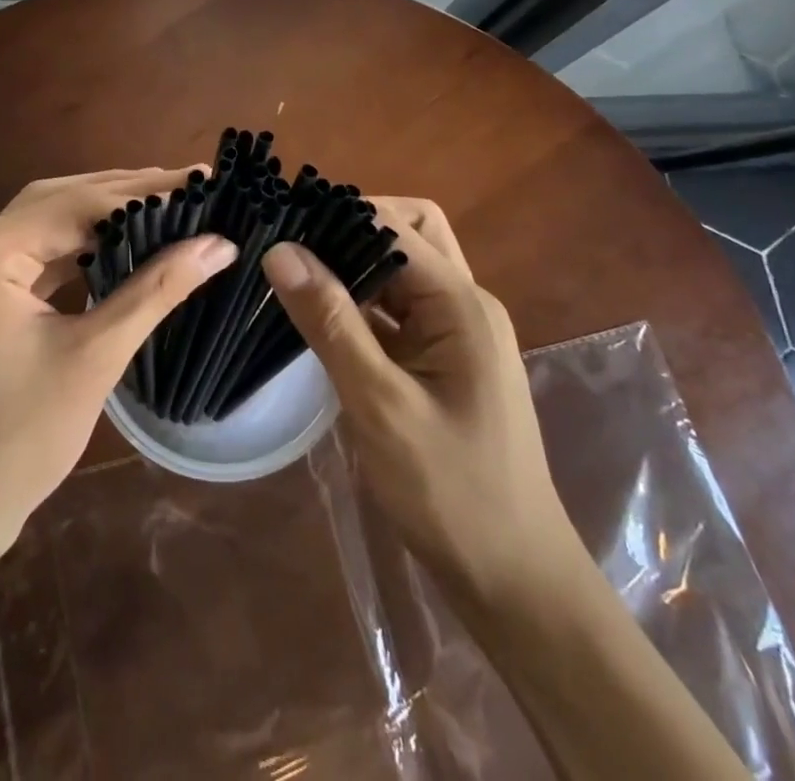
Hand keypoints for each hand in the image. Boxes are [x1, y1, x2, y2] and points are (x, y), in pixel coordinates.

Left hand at [0, 168, 237, 562]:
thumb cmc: (15, 444)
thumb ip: (156, 291)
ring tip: (165, 207)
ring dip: (101, 216)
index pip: (78, 204)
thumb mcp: (93, 359)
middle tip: (190, 186)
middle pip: (58, 201)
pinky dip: (75, 246)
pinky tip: (118, 245)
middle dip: (125, 193)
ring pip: (45, 223)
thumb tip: (219, 243)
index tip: (203, 182)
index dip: (146, 193)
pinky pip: (31, 253)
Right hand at [260, 198, 580, 614]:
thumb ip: (330, 321)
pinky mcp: (443, 359)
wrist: (513, 579)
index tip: (282, 219)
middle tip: (294, 243)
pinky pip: (398, 308)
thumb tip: (281, 250)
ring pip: (402, 270)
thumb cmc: (450, 490)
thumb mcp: (379, 403)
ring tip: (294, 268)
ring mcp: (457, 333)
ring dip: (354, 263)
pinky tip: (320, 313)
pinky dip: (361, 300)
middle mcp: (465, 304)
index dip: (339, 214)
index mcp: (461, 304)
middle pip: (409, 232)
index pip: (395, 226)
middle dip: (352, 227)